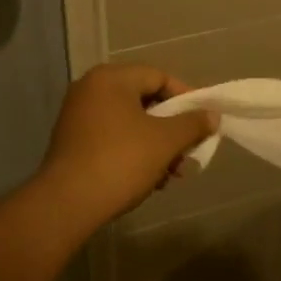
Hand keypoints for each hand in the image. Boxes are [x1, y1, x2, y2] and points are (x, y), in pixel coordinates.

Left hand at [37, 64, 215, 224]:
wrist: (68, 203)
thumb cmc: (121, 161)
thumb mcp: (166, 142)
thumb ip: (193, 124)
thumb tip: (212, 115)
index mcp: (111, 79)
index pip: (159, 77)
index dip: (187, 98)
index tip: (203, 122)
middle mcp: (90, 90)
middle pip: (144, 101)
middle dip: (172, 129)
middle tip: (189, 153)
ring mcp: (78, 116)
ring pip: (130, 123)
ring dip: (156, 146)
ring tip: (172, 175)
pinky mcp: (72, 142)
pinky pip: (112, 138)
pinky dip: (134, 152)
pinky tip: (149, 180)